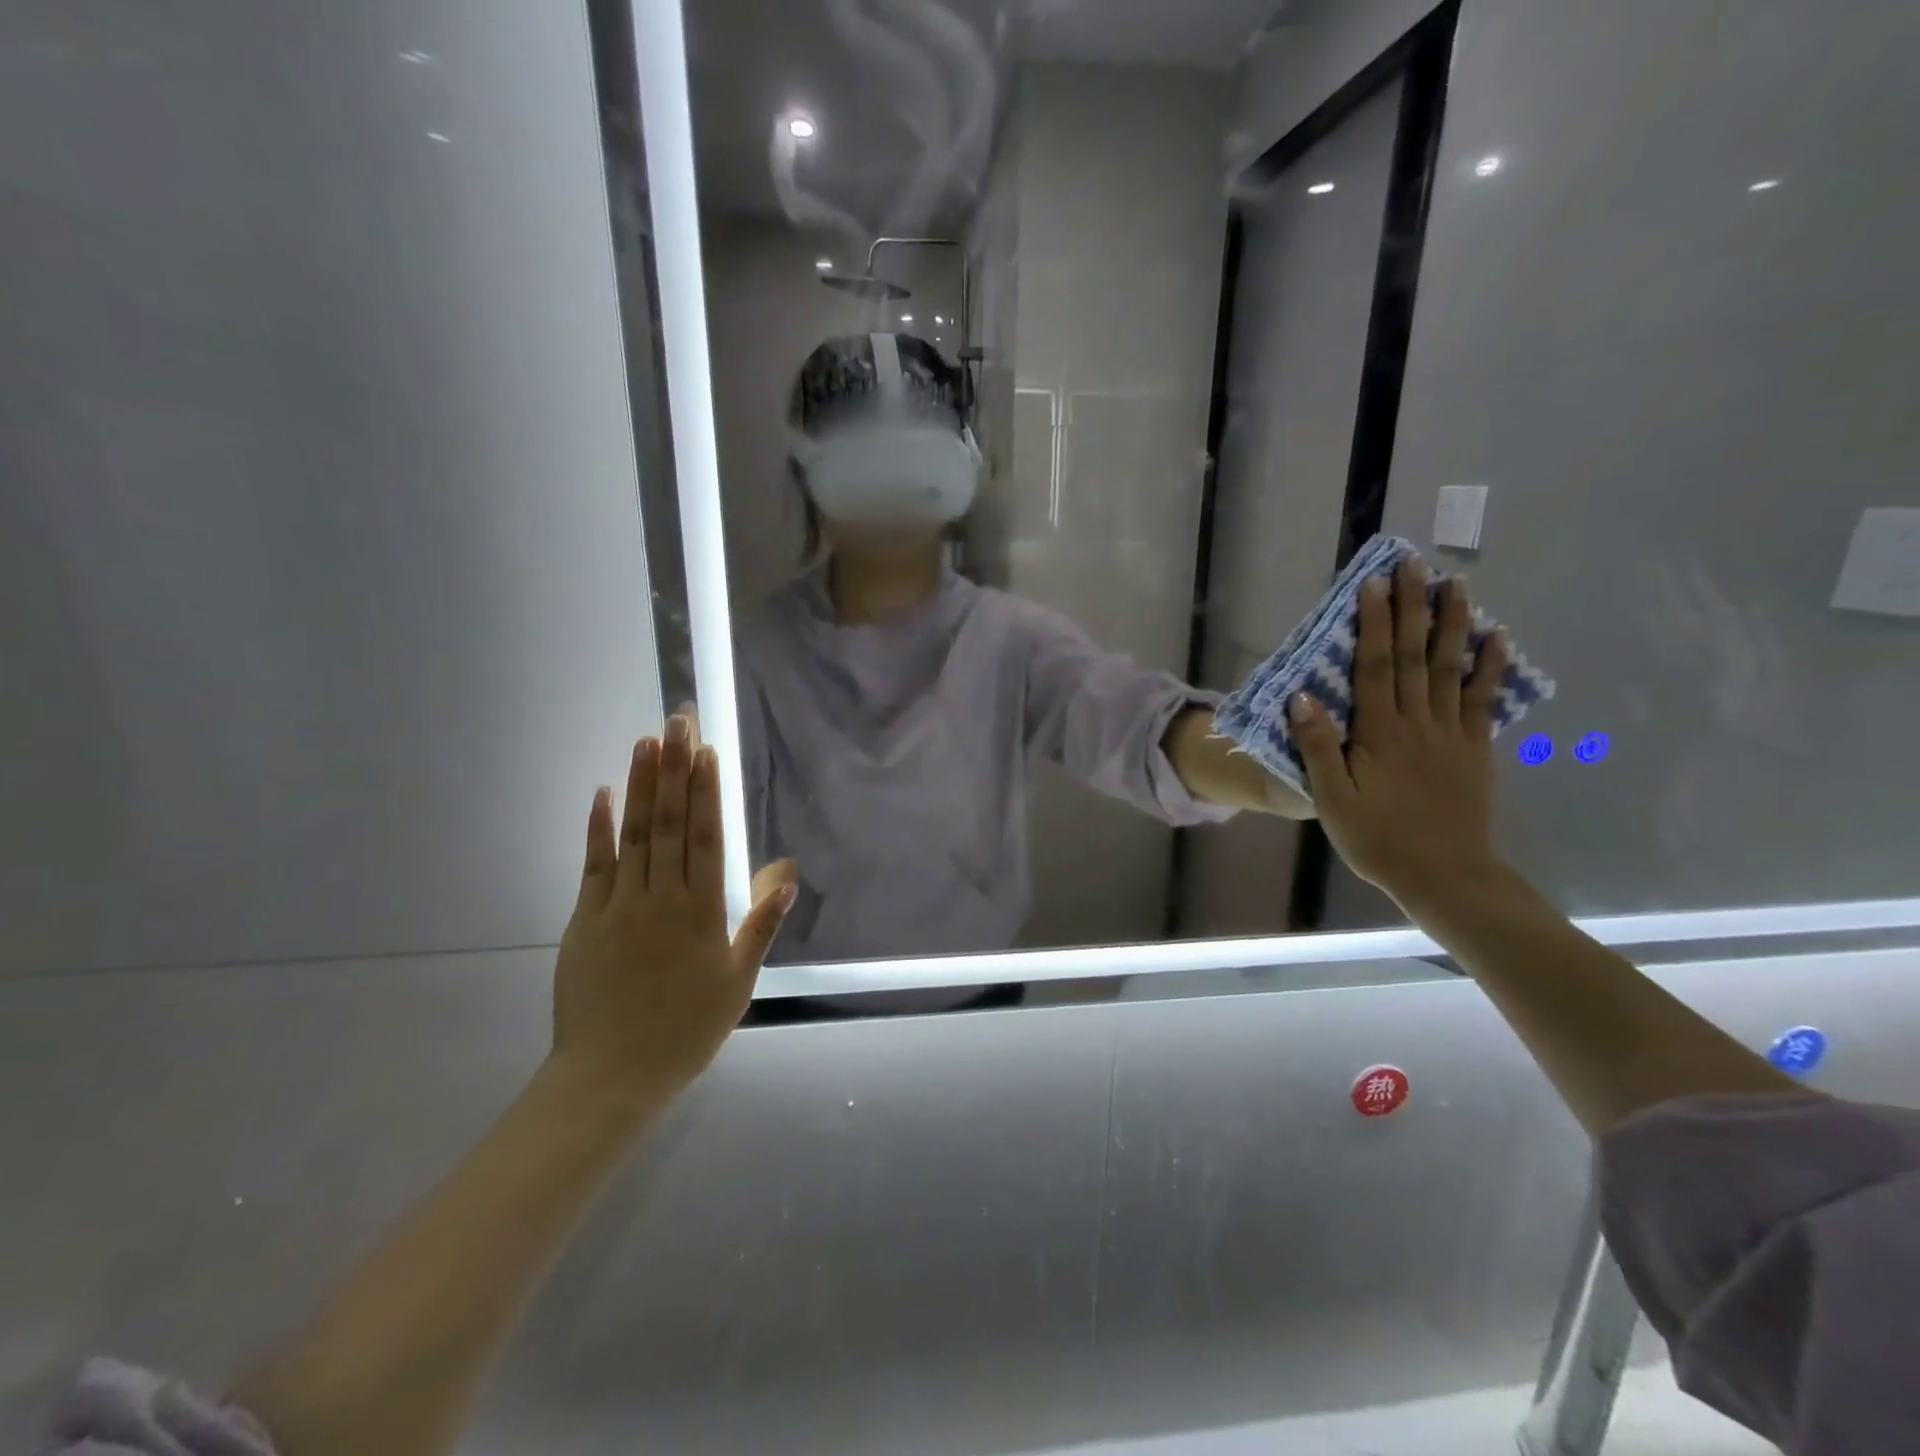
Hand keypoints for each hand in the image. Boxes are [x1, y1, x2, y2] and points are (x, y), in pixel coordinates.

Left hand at [550, 715, 797, 1106]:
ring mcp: (619, 905)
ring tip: (647, 741)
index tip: (707, 751)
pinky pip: (593, 865)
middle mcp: (661, 897)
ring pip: (634, 834)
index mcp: (702, 912)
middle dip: (675, 769)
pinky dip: (598, 827)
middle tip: (677, 722)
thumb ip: (760, 926)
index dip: (707, 791)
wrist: (612, 1076)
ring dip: (642, 785)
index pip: (706, 837)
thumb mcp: (738, 983)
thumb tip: (787, 876)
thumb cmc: (686, 1030)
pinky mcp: (584, 920)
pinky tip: (604, 793)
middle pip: (670, 823)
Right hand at [1290, 559, 1509, 904]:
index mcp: (1380, 733)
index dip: (1375, 623)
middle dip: (1414, 608)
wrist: (1445, 876)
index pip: (1376, 667)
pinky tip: (1496, 640)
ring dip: (1454, 624)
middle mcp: (1419, 723)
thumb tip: (1302, 697)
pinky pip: (1484, 701)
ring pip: (1453, 668)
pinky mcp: (1476, 750)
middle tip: (1415, 565)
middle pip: (1416, 656)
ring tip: (1456, 585)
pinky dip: (1490, 667)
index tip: (1373, 584)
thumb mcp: (1332, 799)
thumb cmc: (1377, 839)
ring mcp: (1453, 734)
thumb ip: (1318, 747)